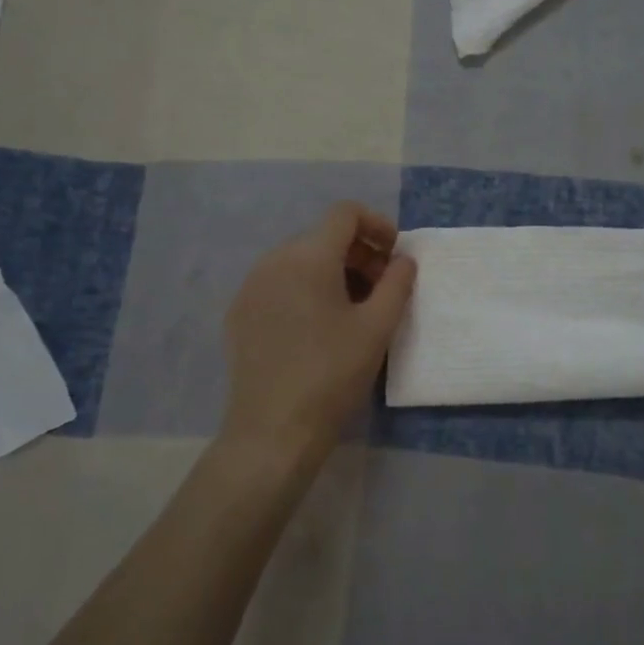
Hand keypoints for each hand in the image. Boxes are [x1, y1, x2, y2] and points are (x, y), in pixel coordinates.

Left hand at [220, 202, 417, 468]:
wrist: (273, 431)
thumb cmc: (332, 374)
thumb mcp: (377, 328)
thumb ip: (397, 283)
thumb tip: (403, 260)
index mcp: (307, 256)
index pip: (345, 213)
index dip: (377, 225)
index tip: (396, 255)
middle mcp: (273, 260)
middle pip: (323, 237)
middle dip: (359, 253)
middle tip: (383, 289)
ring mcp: (251, 287)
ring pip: (300, 261)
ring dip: (334, 272)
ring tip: (355, 310)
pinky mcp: (240, 314)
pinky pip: (280, 284)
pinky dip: (306, 290)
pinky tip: (320, 327)